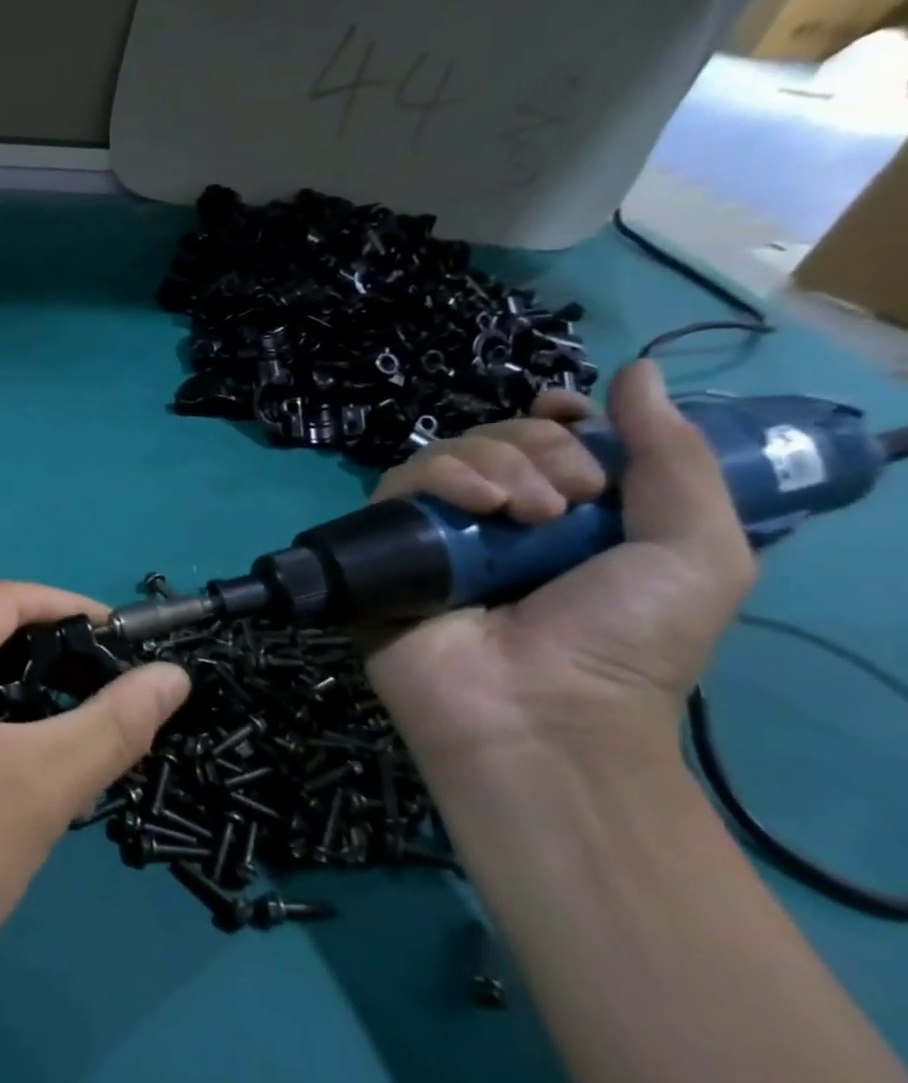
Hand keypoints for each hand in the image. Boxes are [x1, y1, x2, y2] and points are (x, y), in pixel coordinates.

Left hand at [0, 583, 190, 990]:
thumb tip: (174, 677)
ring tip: (88, 725)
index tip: (133, 641)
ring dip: (25, 697)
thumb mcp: (39, 785)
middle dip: (53, 658)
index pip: (5, 601)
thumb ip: (114, 723)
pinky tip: (31, 761)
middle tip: (119, 690)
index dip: (74, 610)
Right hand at [363, 361, 755, 782]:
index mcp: (565, 517)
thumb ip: (675, 458)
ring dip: (493, 461)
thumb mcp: (695, 550)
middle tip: (571, 500)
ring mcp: (437, 534)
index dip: (555, 419)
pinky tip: (475, 505)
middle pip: (496, 438)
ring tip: (524, 512)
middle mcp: (495, 519)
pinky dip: (438, 478)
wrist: (540, 712)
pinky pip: (397, 487)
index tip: (574, 421)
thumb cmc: (625, 640)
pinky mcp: (386, 548)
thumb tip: (634, 370)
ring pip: (444, 454)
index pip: (543, 439)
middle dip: (538, 447)